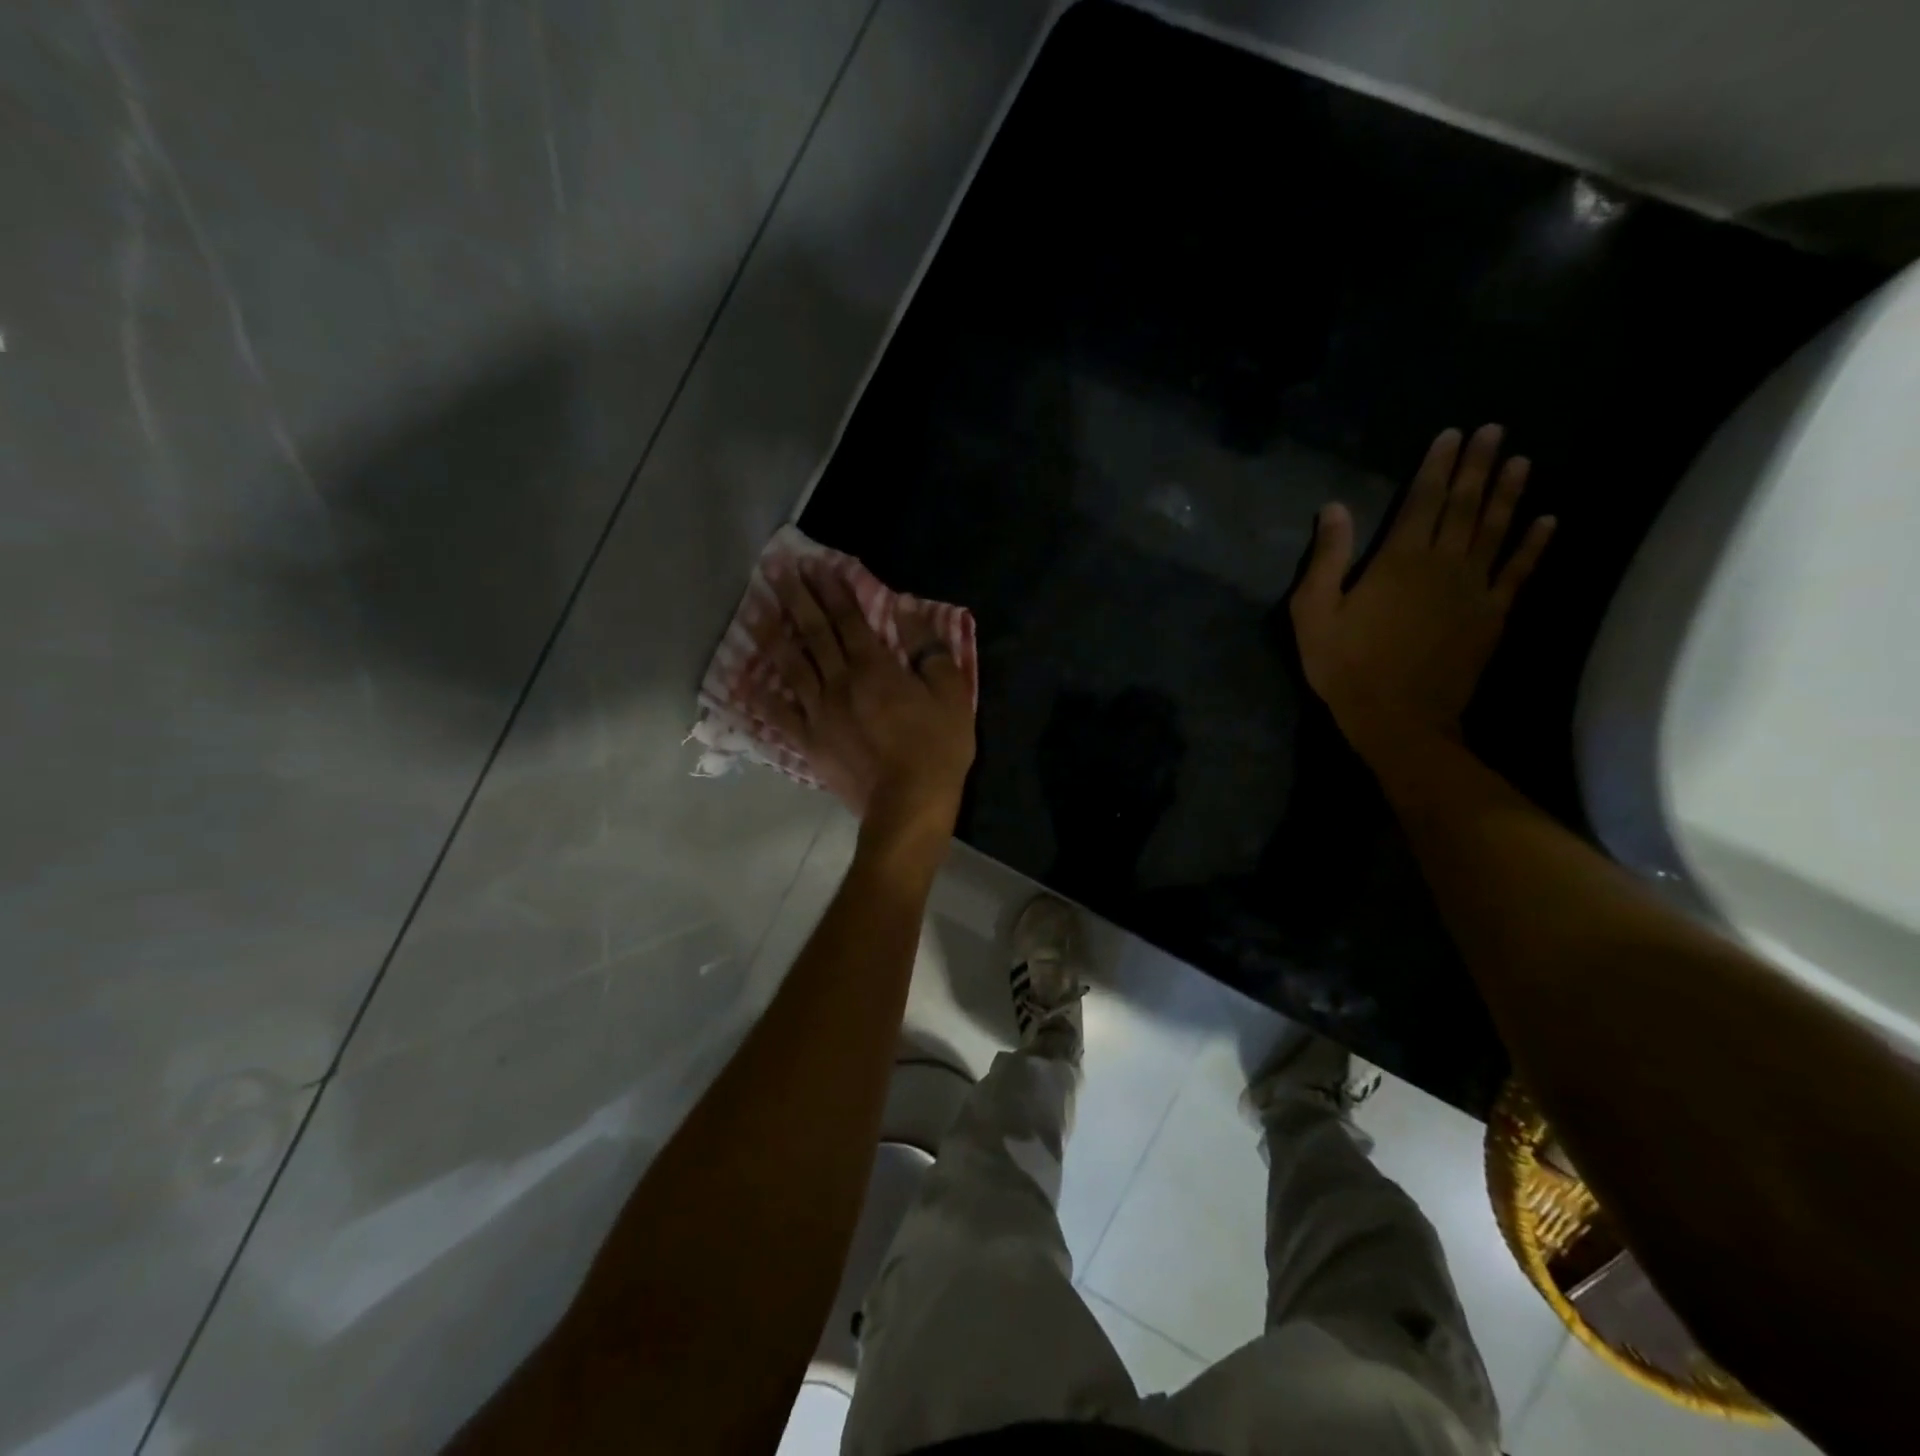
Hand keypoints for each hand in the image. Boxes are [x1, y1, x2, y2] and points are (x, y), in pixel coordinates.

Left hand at [746, 556, 975, 839]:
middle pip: (814, 633)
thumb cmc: (936, 749)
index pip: (848, 618)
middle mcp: (839, 681)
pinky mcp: (809, 742)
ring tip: (755, 610)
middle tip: (775, 571)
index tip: (814, 564)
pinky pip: (780, 715)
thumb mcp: (950, 693)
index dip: (831, 588)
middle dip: (796, 599)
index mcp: (874, 667)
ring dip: (773, 635)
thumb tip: (906, 608)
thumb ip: (928, 649)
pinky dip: (762, 697)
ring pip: (790, 666)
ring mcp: (819, 713)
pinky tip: (746, 681)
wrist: (908, 805)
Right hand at [1290, 425, 1554, 760]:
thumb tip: (1334, 508)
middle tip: (1494, 430)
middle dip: (1478, 466)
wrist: (1398, 718)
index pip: (1422, 501)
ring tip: (1521, 460)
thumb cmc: (1345, 666)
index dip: (1436, 466)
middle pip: (1464, 505)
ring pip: (1496, 530)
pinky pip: (1519, 572)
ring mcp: (1475, 589)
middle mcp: (1444, 564)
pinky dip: (1534, 545)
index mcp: (1399, 560)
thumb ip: (1327, 559)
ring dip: (1509, 493)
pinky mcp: (1492, 616)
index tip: (1451, 435)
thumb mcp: (1315, 613)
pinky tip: (1549, 520)